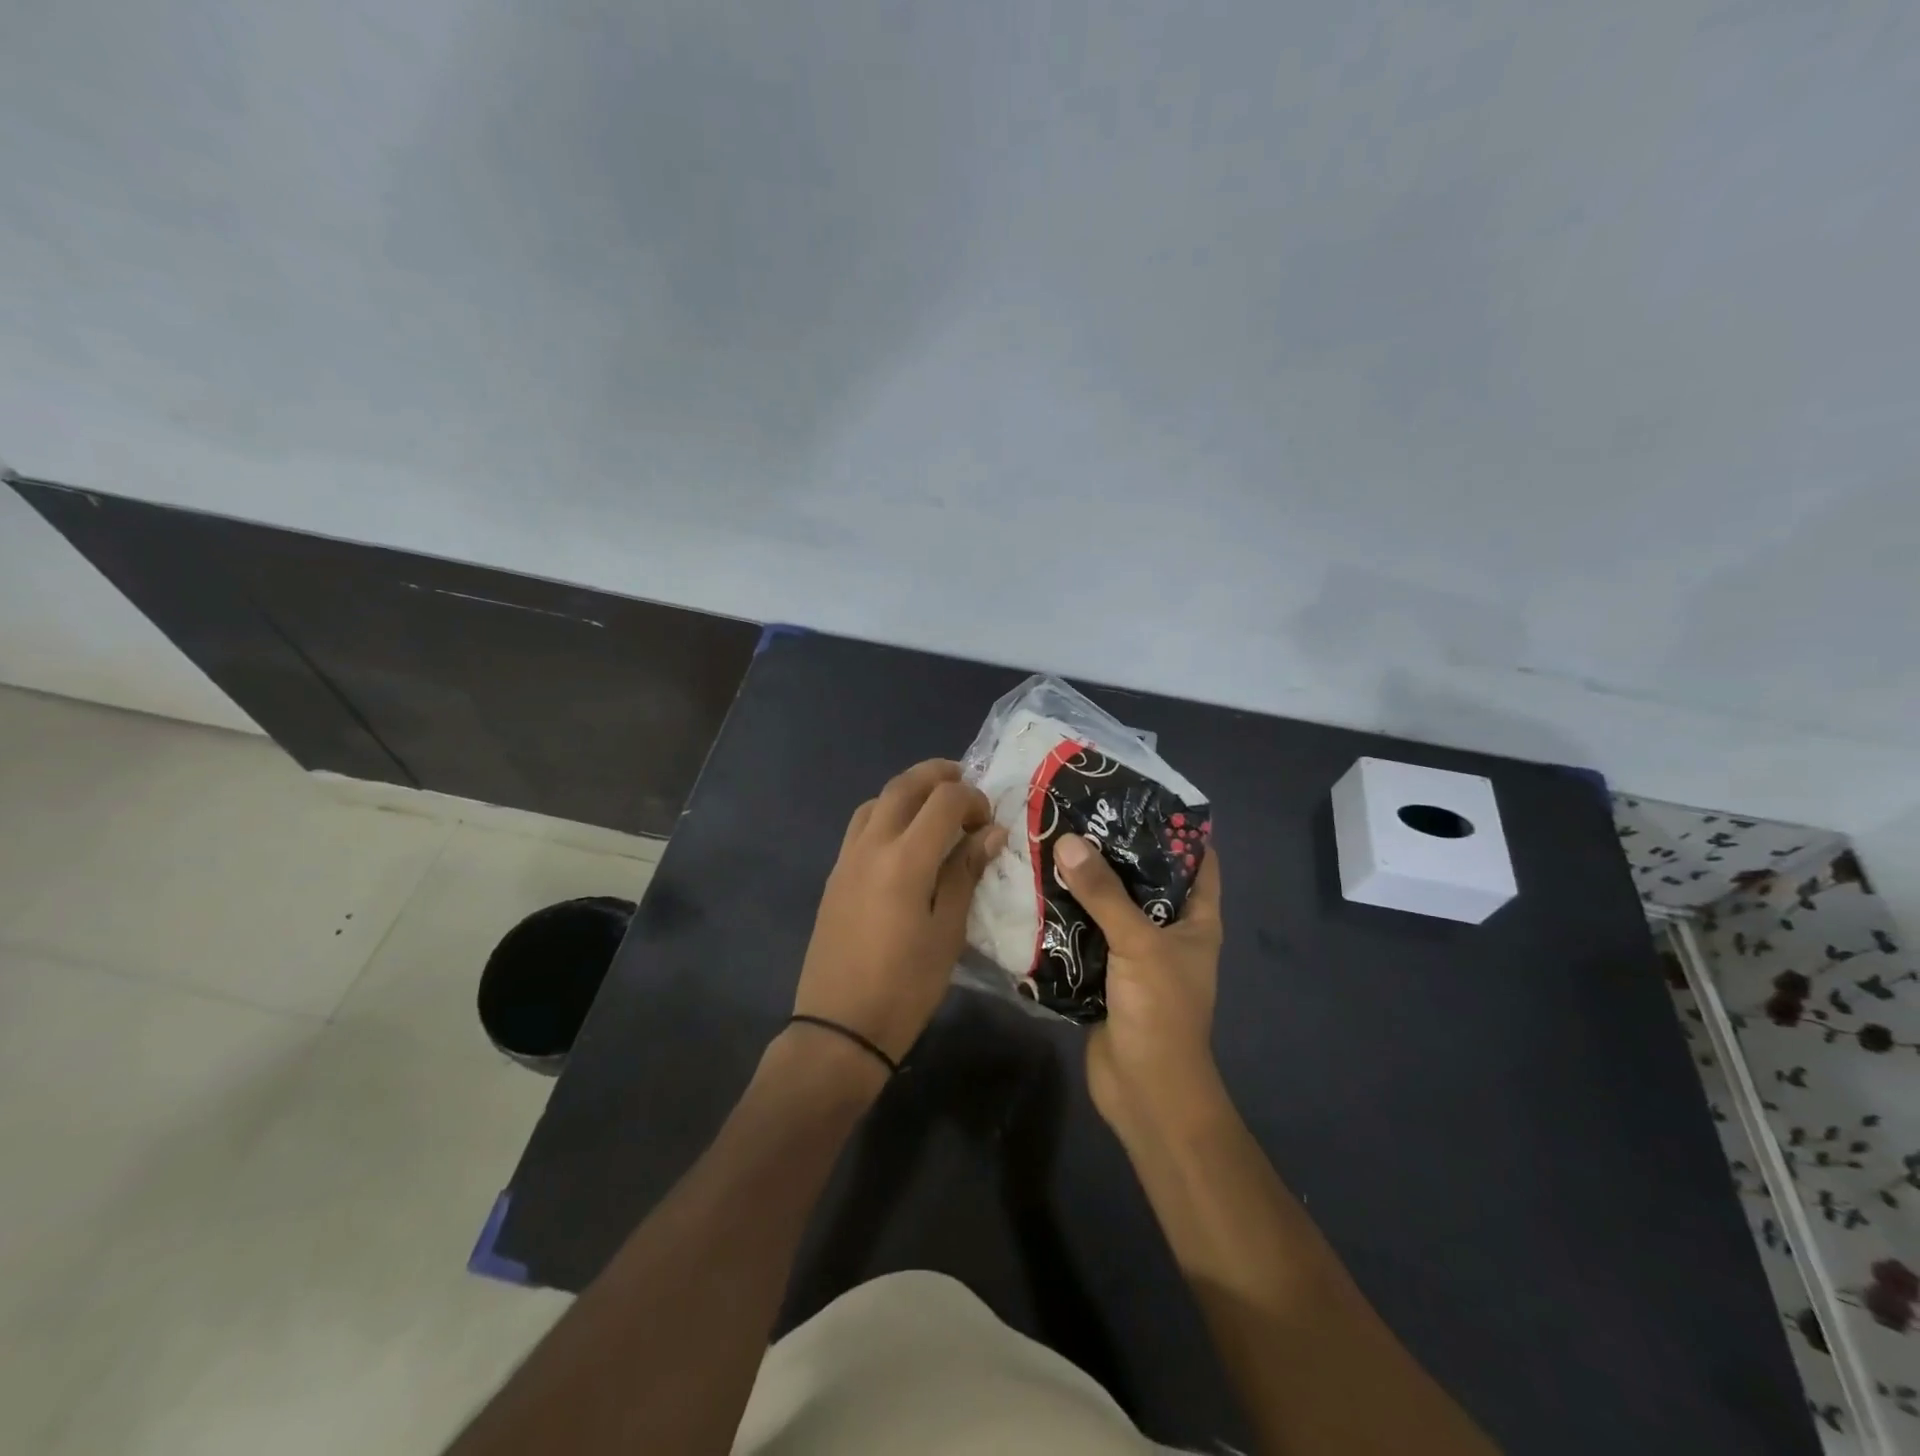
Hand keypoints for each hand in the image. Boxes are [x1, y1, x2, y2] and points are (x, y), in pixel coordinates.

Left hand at [792, 760, 1007, 1063]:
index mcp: (905, 859)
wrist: (840, 1027)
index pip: (943, 800)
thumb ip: (965, 874)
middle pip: (902, 786)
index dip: (972, 799)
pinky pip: (861, 826)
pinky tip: (904, 840)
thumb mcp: (948, 933)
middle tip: (965, 783)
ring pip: (876, 801)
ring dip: (907, 791)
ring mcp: (847, 859)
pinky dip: (886, 814)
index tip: (989, 822)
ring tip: (934, 808)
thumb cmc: (905, 986)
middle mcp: (871, 846)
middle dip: (937, 775)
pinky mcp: (835, 876)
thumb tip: (990, 833)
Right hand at [1053, 833, 1224, 1140]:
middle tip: (1077, 813)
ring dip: (1083, 882)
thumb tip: (1067, 840)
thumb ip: (1104, 893)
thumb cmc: (1161, 1012)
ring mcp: (1135, 954)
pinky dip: (1065, 916)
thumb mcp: (1139, 943)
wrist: (1145, 1092)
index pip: (1196, 860)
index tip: (1136, 796)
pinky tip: (1035, 890)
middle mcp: (1168, 931)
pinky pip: (1084, 935)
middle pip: (1143, 879)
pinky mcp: (1104, 975)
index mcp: (1196, 919)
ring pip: (1109, 906)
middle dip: (1113, 850)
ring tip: (1049, 841)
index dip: (1174, 828)